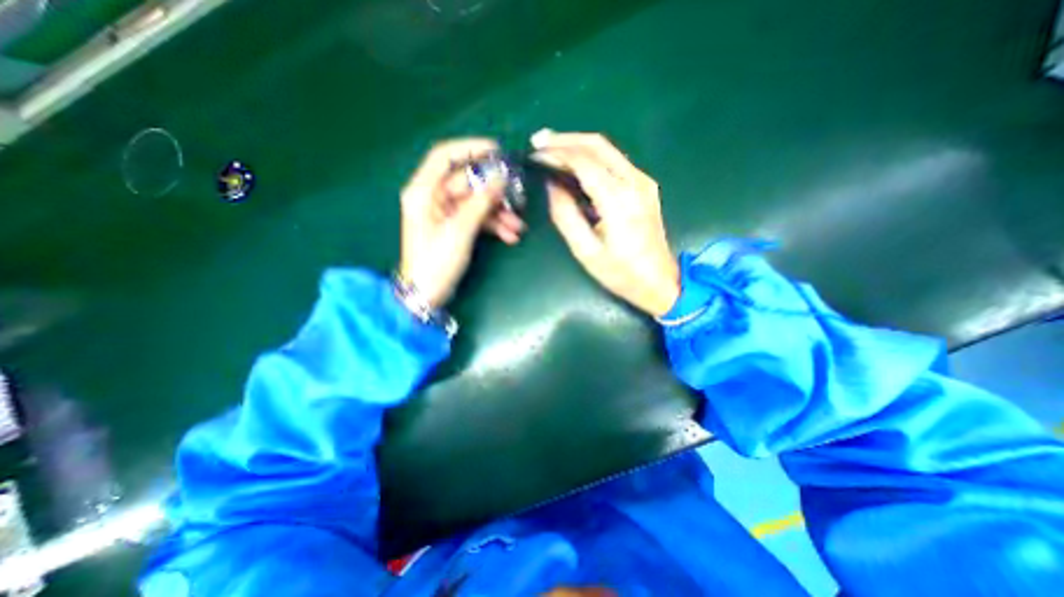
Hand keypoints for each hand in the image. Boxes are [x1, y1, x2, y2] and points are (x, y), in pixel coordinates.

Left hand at [399, 137, 526, 306]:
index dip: (470, 149)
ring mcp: (446, 213)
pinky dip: (494, 225)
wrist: (427, 294)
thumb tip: (501, 178)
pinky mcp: (455, 227)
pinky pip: (477, 218)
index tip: (498, 151)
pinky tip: (510, 235)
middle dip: (494, 192)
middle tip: (518, 196)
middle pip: (468, 182)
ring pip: (477, 202)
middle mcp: (433, 197)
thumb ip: (481, 202)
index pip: (445, 156)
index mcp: (424, 191)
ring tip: (518, 226)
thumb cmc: (436, 262)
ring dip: (498, 213)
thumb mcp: (460, 230)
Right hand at [531, 132, 679, 316]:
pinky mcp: (645, 186)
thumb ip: (565, 215)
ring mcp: (643, 182)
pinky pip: (615, 161)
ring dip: (578, 145)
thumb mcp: (586, 251)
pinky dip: (591, 157)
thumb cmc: (621, 273)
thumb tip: (552, 185)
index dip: (558, 153)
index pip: (585, 162)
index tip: (535, 153)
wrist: (659, 281)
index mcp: (619, 202)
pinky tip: (575, 162)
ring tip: (551, 148)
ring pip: (607, 149)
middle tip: (539, 141)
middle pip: (598, 145)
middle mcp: (635, 183)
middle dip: (566, 139)